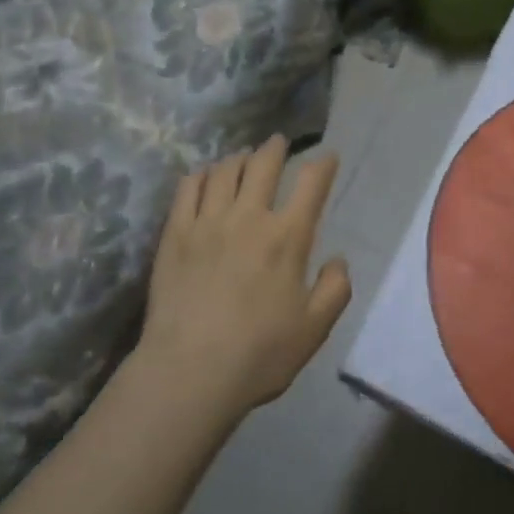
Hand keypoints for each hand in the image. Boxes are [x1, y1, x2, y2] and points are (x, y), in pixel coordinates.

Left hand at [140, 136, 351, 421]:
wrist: (189, 372)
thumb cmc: (258, 354)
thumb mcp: (314, 330)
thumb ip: (334, 290)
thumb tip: (338, 260)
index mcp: (287, 237)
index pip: (311, 184)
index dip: (322, 164)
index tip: (327, 156)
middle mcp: (249, 217)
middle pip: (264, 164)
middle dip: (275, 147)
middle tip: (278, 142)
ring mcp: (208, 221)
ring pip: (225, 169)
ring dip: (239, 157)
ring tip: (243, 157)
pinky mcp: (176, 232)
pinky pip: (189, 187)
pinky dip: (202, 174)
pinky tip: (205, 176)